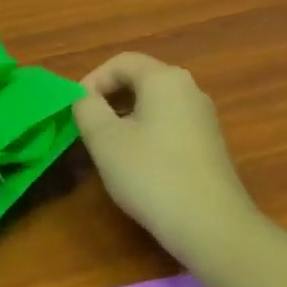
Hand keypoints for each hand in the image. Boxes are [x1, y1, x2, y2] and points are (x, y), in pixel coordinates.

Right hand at [71, 53, 258, 262]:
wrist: (210, 224)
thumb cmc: (151, 175)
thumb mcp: (105, 140)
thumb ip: (87, 109)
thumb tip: (85, 98)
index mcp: (165, 79)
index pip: (122, 62)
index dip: (92, 80)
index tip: (76, 110)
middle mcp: (189, 89)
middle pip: (141, 80)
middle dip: (109, 99)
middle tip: (88, 129)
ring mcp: (204, 117)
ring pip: (156, 105)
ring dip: (127, 118)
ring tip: (108, 148)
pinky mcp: (209, 144)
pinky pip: (170, 125)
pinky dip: (147, 134)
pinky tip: (138, 165)